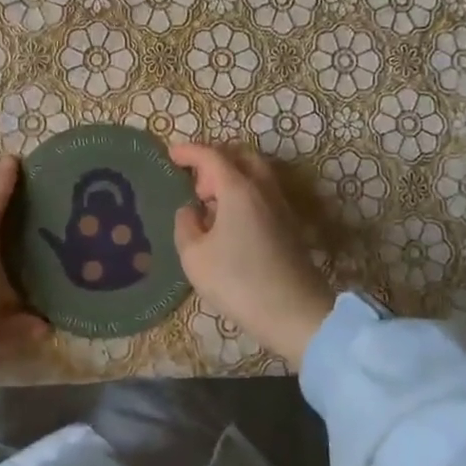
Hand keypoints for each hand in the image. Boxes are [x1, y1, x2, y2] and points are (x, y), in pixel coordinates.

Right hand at [169, 143, 334, 368]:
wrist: (295, 314)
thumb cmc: (238, 282)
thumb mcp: (194, 256)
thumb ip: (185, 225)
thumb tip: (190, 210)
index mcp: (238, 189)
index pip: (211, 156)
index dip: (189, 151)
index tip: (170, 153)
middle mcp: (262, 190)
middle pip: (240, 156)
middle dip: (215, 159)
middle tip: (194, 180)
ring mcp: (280, 207)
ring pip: (255, 175)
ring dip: (230, 177)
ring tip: (208, 202)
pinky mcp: (288, 226)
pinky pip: (262, 194)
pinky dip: (242, 194)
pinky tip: (228, 221)